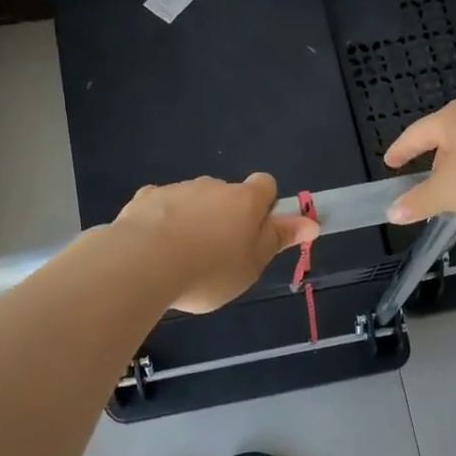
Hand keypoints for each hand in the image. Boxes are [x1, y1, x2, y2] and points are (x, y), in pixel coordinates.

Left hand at [113, 173, 318, 313]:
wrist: (143, 263)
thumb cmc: (209, 271)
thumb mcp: (252, 265)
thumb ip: (278, 240)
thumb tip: (311, 222)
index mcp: (245, 200)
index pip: (266, 185)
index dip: (265, 205)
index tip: (256, 232)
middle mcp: (213, 185)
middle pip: (228, 194)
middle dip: (225, 216)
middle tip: (218, 255)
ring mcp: (178, 189)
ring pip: (194, 200)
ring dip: (194, 219)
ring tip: (182, 258)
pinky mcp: (146, 198)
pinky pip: (162, 205)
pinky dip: (162, 221)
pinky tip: (154, 248)